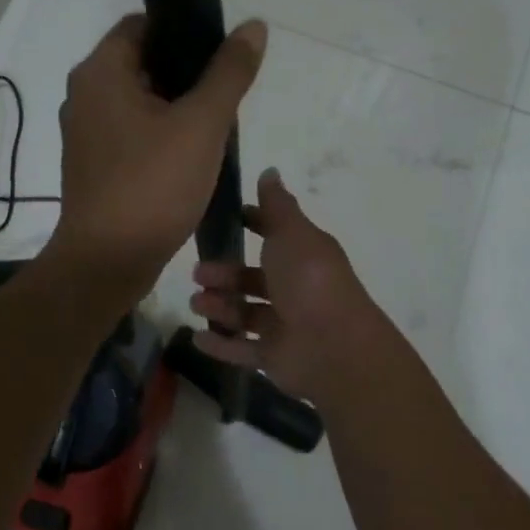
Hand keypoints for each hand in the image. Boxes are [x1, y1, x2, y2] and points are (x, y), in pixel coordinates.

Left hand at [49, 13, 267, 291]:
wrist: (108, 262)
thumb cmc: (153, 185)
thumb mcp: (202, 124)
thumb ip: (229, 73)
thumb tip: (254, 26)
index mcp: (100, 72)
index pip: (142, 24)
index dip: (184, 30)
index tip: (221, 52)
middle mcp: (85, 95)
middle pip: (142, 61)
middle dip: (186, 72)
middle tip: (226, 91)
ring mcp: (87, 133)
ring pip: (140, 101)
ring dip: (176, 106)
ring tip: (216, 124)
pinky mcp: (95, 165)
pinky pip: (133, 132)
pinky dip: (161, 134)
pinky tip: (192, 155)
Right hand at [188, 168, 380, 399]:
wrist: (334, 346)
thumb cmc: (310, 281)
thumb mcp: (292, 233)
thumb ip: (277, 205)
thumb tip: (270, 171)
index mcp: (303, 255)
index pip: (276, 235)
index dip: (254, 224)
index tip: (227, 218)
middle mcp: (295, 289)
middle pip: (253, 279)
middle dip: (225, 274)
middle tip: (197, 273)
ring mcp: (285, 326)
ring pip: (245, 314)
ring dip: (219, 307)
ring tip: (197, 304)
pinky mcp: (275, 357)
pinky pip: (242, 351)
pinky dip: (220, 346)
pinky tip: (196, 339)